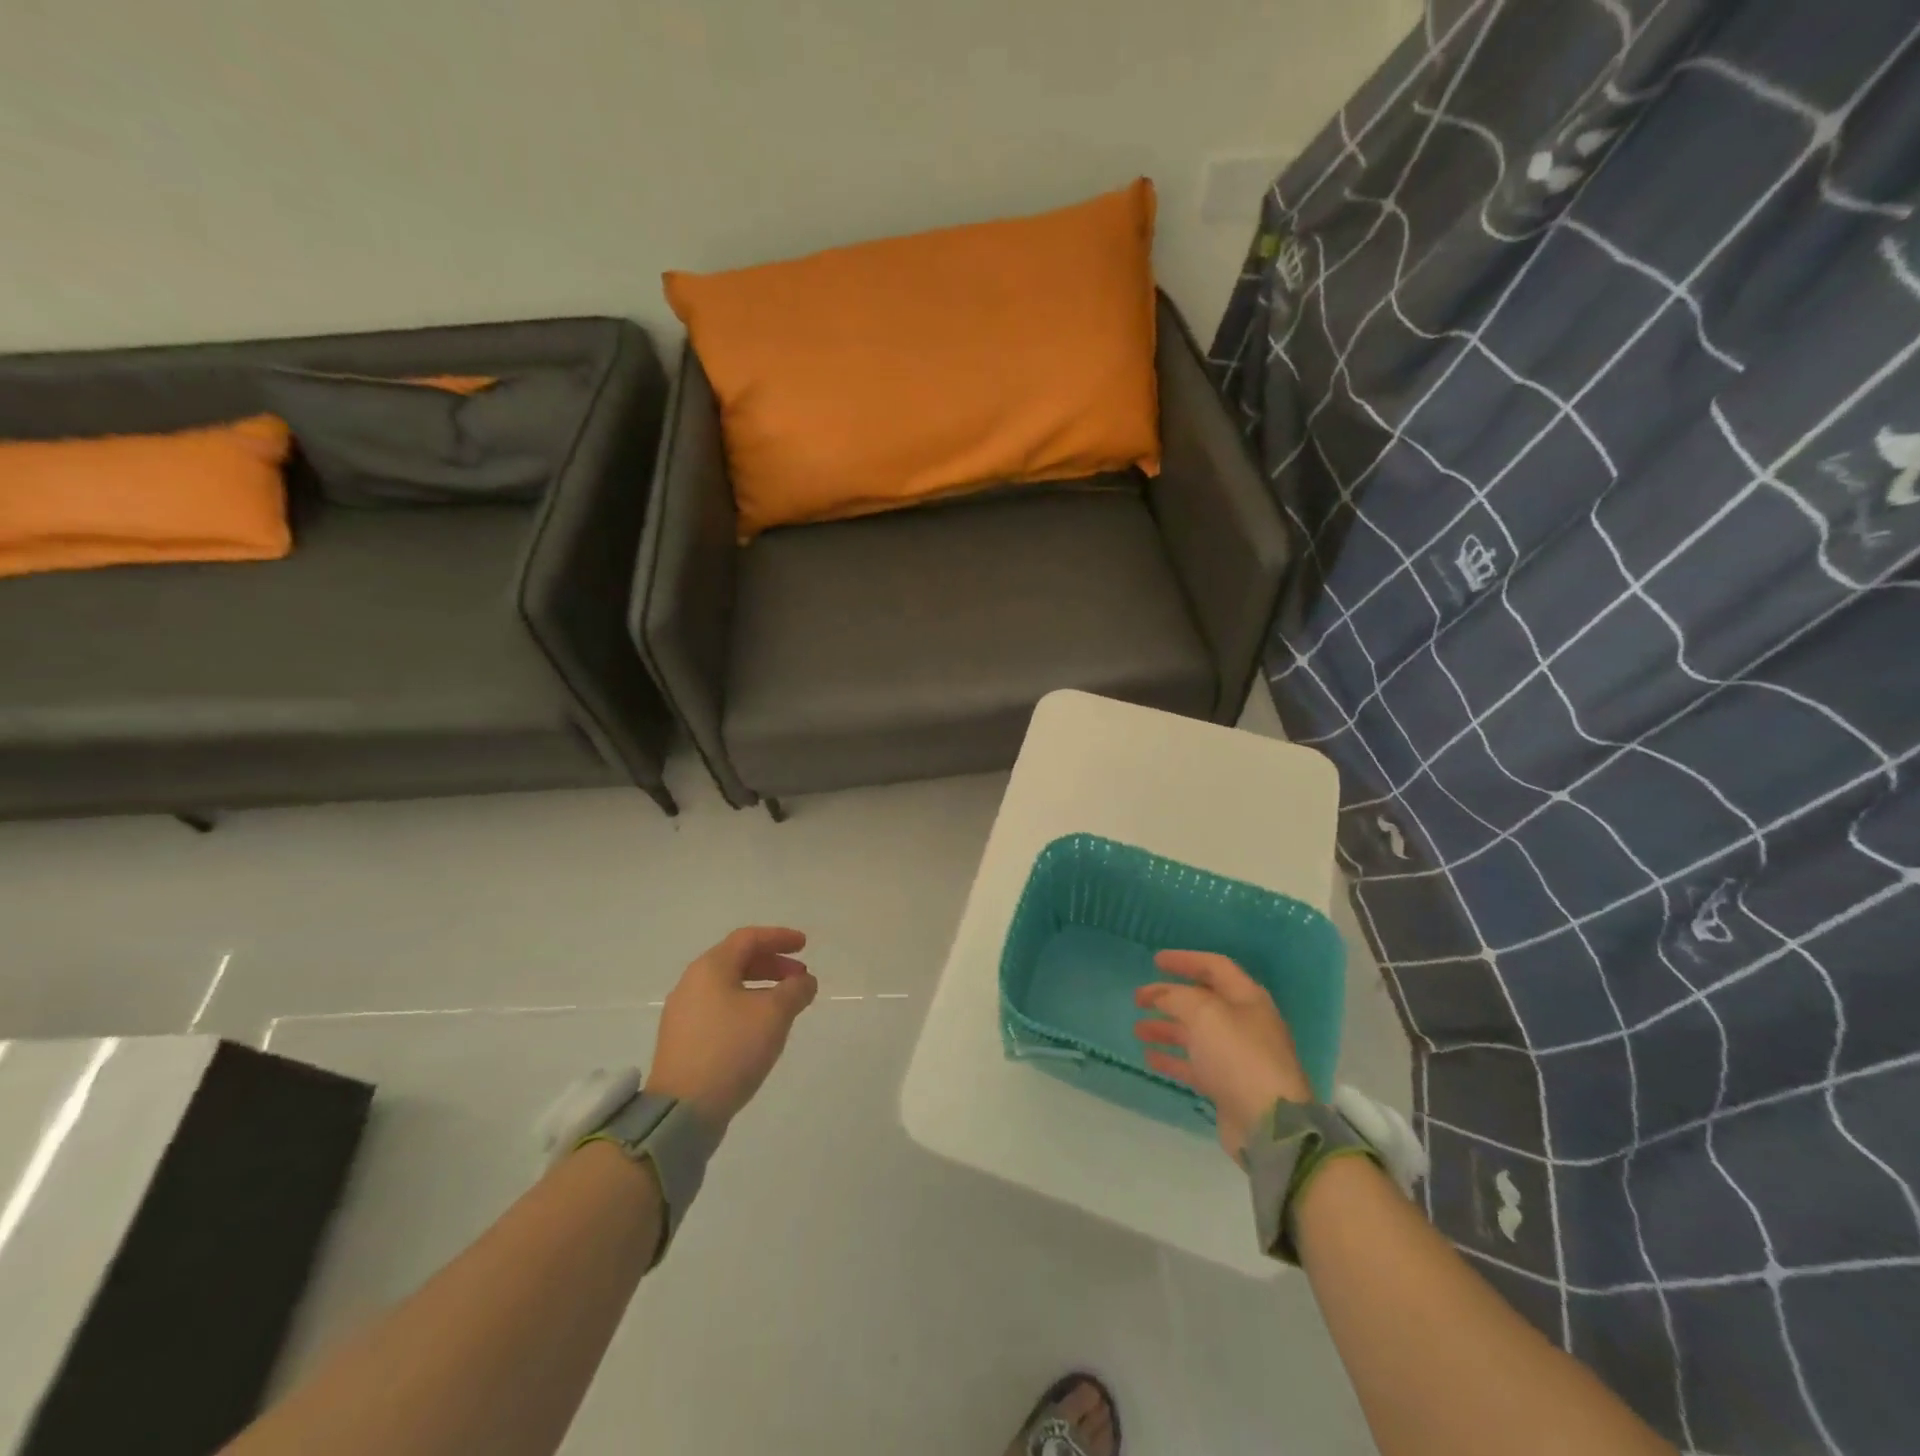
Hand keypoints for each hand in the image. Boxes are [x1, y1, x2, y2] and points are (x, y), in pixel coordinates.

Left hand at [645, 926, 818, 1131]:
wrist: (682, 1110)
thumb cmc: (731, 1049)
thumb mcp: (774, 1014)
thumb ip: (795, 990)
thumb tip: (805, 981)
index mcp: (710, 968)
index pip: (749, 938)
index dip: (780, 937)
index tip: (805, 945)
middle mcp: (692, 983)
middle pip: (737, 960)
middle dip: (773, 964)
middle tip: (800, 976)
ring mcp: (683, 1013)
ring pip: (728, 986)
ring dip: (761, 987)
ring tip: (785, 1004)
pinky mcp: (682, 1040)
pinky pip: (719, 1009)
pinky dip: (745, 1006)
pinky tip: (760, 1028)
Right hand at [1135, 950, 1311, 1159]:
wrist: (1269, 1124)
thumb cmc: (1238, 1056)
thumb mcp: (1204, 1013)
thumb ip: (1177, 997)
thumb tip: (1162, 995)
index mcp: (1246, 999)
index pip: (1214, 967)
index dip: (1185, 960)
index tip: (1155, 961)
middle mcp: (1244, 1023)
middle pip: (1202, 1001)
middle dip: (1169, 997)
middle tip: (1138, 998)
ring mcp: (1236, 1056)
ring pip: (1195, 1034)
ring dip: (1166, 1027)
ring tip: (1138, 1029)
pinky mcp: (1228, 1085)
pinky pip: (1195, 1064)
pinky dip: (1172, 1058)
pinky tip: (1150, 1057)